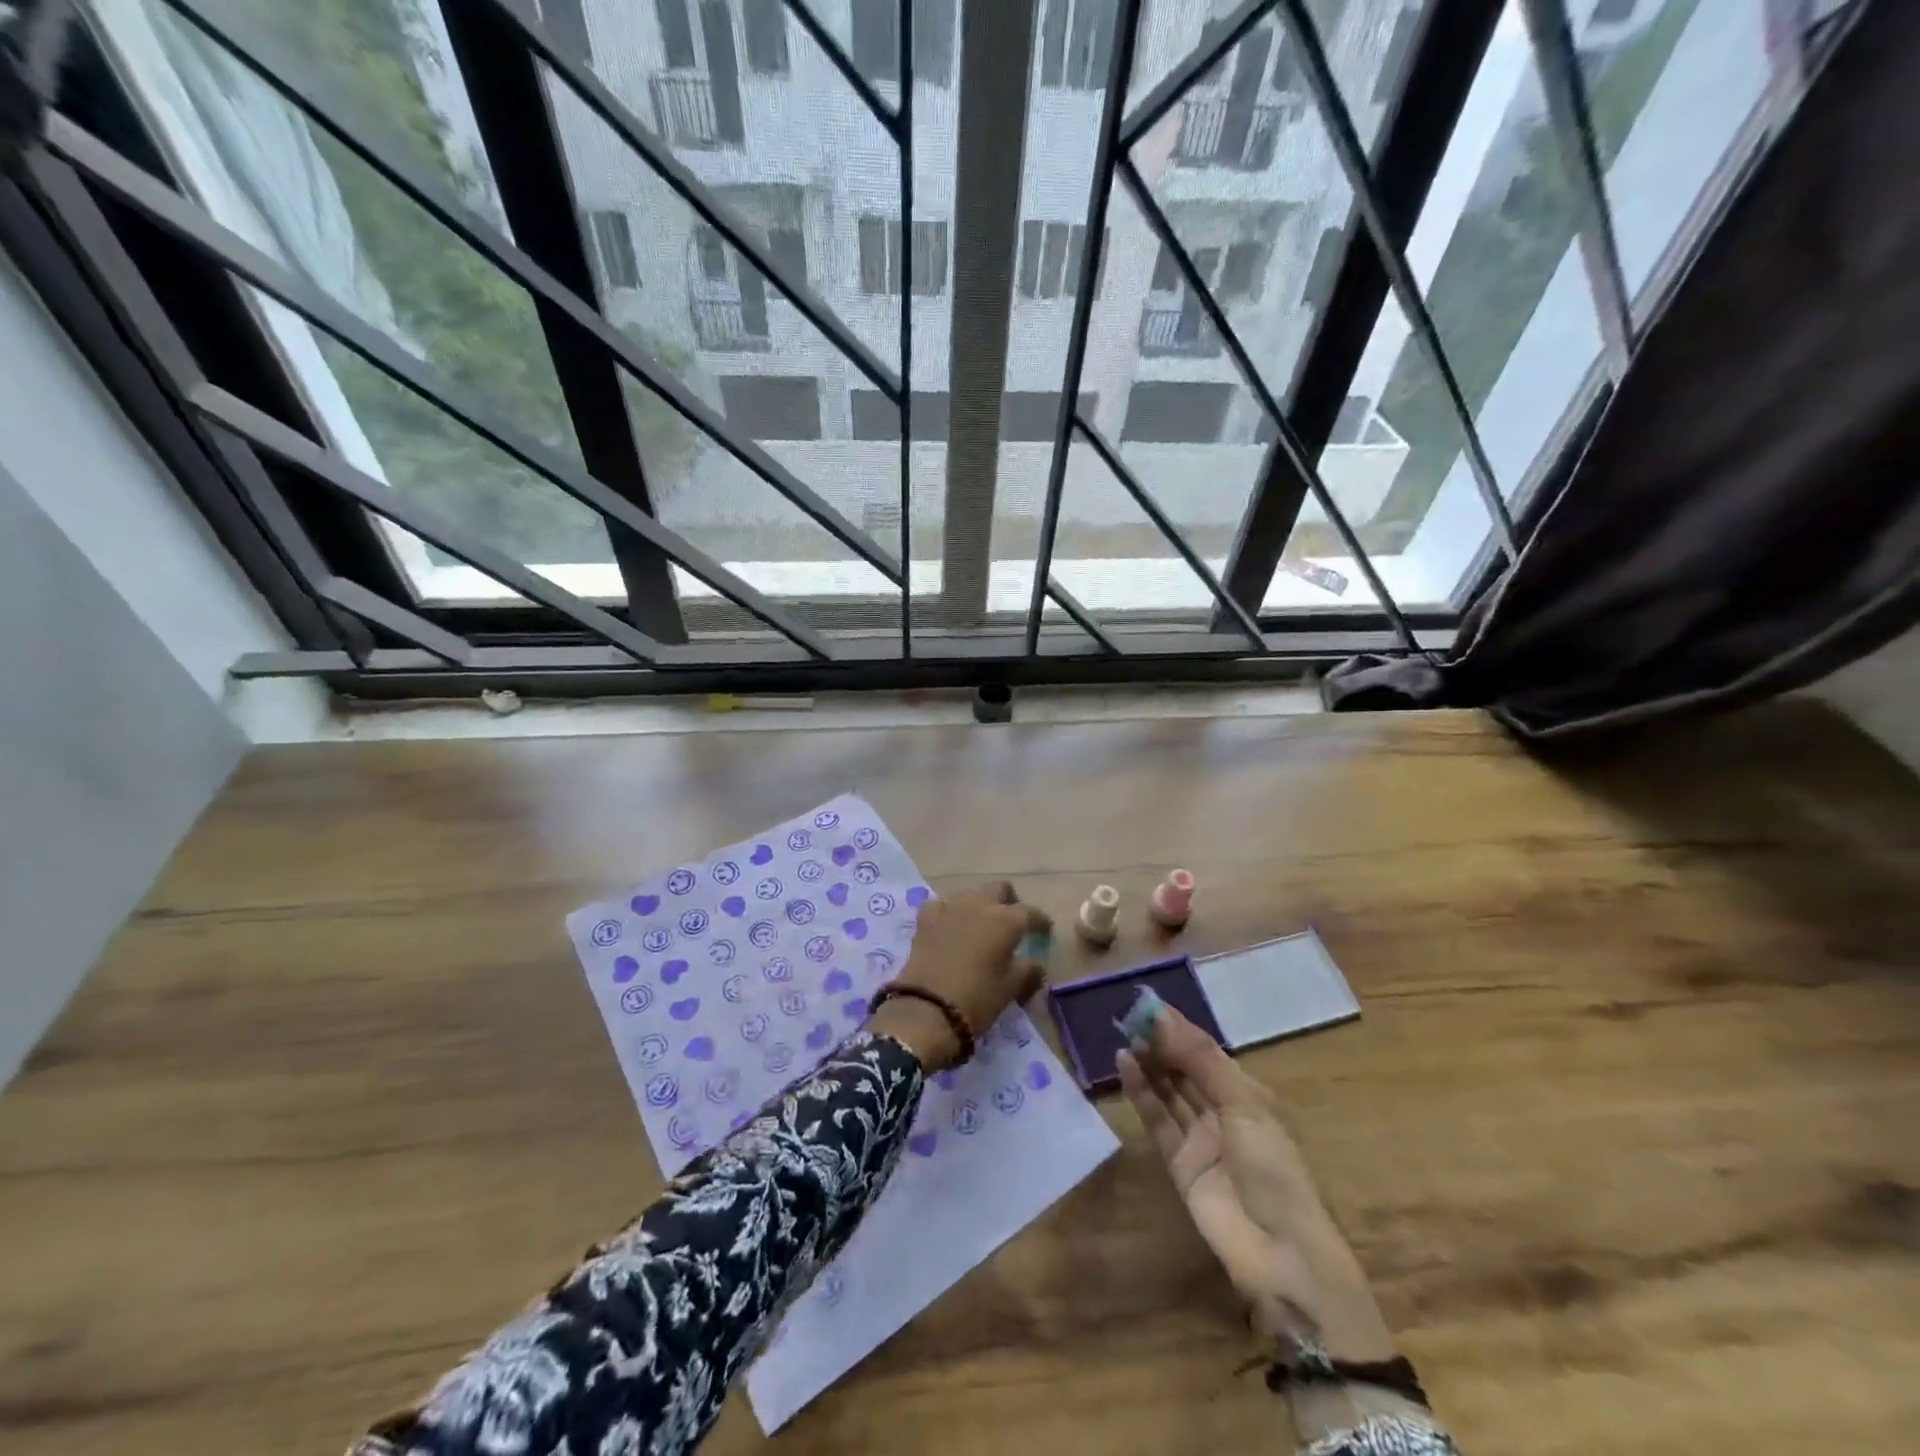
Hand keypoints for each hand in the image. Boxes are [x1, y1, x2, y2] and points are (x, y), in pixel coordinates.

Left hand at [868, 882, 1048, 1069]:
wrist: (928, 1009)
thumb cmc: (978, 998)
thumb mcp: (1011, 987)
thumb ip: (1029, 970)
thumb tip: (1037, 965)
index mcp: (1006, 920)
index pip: (1030, 912)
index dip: (1040, 921)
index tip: (1045, 931)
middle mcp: (979, 905)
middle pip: (999, 889)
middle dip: (1009, 901)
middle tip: (1011, 921)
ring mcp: (950, 907)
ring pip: (970, 894)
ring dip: (979, 905)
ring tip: (980, 926)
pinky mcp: (926, 918)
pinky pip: (941, 905)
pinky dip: (948, 913)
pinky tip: (949, 926)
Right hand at [1117, 1005, 1393, 1359]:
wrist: (1282, 1255)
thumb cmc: (1274, 1168)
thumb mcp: (1242, 1105)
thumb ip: (1199, 1059)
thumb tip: (1161, 1014)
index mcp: (1248, 1095)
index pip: (1208, 1052)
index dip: (1180, 1029)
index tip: (1148, 1005)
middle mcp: (1223, 1112)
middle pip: (1186, 1070)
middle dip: (1161, 1044)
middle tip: (1129, 1018)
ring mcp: (1201, 1138)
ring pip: (1169, 1092)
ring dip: (1149, 1065)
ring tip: (1124, 1036)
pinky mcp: (1180, 1163)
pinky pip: (1158, 1120)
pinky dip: (1141, 1093)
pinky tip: (1125, 1066)